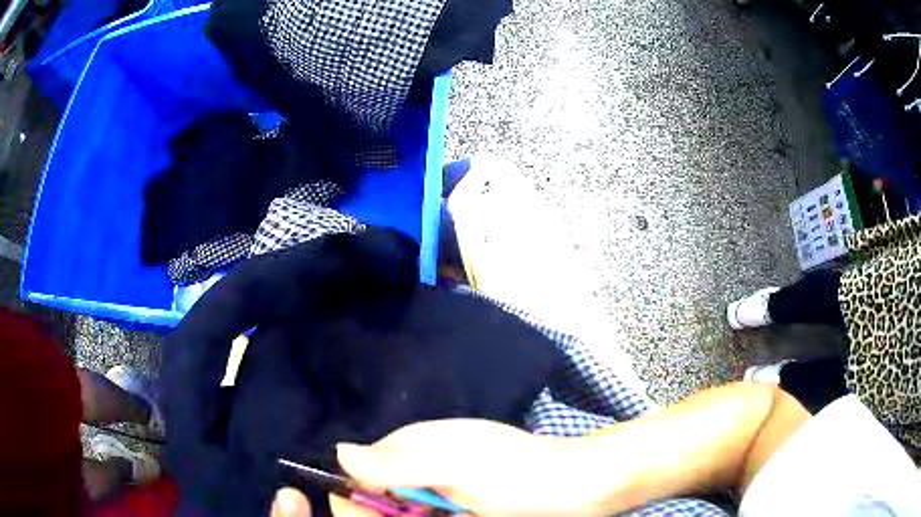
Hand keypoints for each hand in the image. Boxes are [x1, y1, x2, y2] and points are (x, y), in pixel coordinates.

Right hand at [337, 419, 611, 515]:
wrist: (578, 486)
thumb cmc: (518, 477)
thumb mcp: (455, 470)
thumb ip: (398, 465)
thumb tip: (339, 452)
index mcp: (418, 444)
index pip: (364, 469)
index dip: (360, 496)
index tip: (372, 514)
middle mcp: (427, 461)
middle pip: (385, 493)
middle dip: (391, 512)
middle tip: (438, 514)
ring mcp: (447, 483)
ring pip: (410, 507)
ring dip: (416, 515)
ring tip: (458, 514)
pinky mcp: (463, 501)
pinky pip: (433, 511)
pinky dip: (436, 515)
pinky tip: (462, 515)